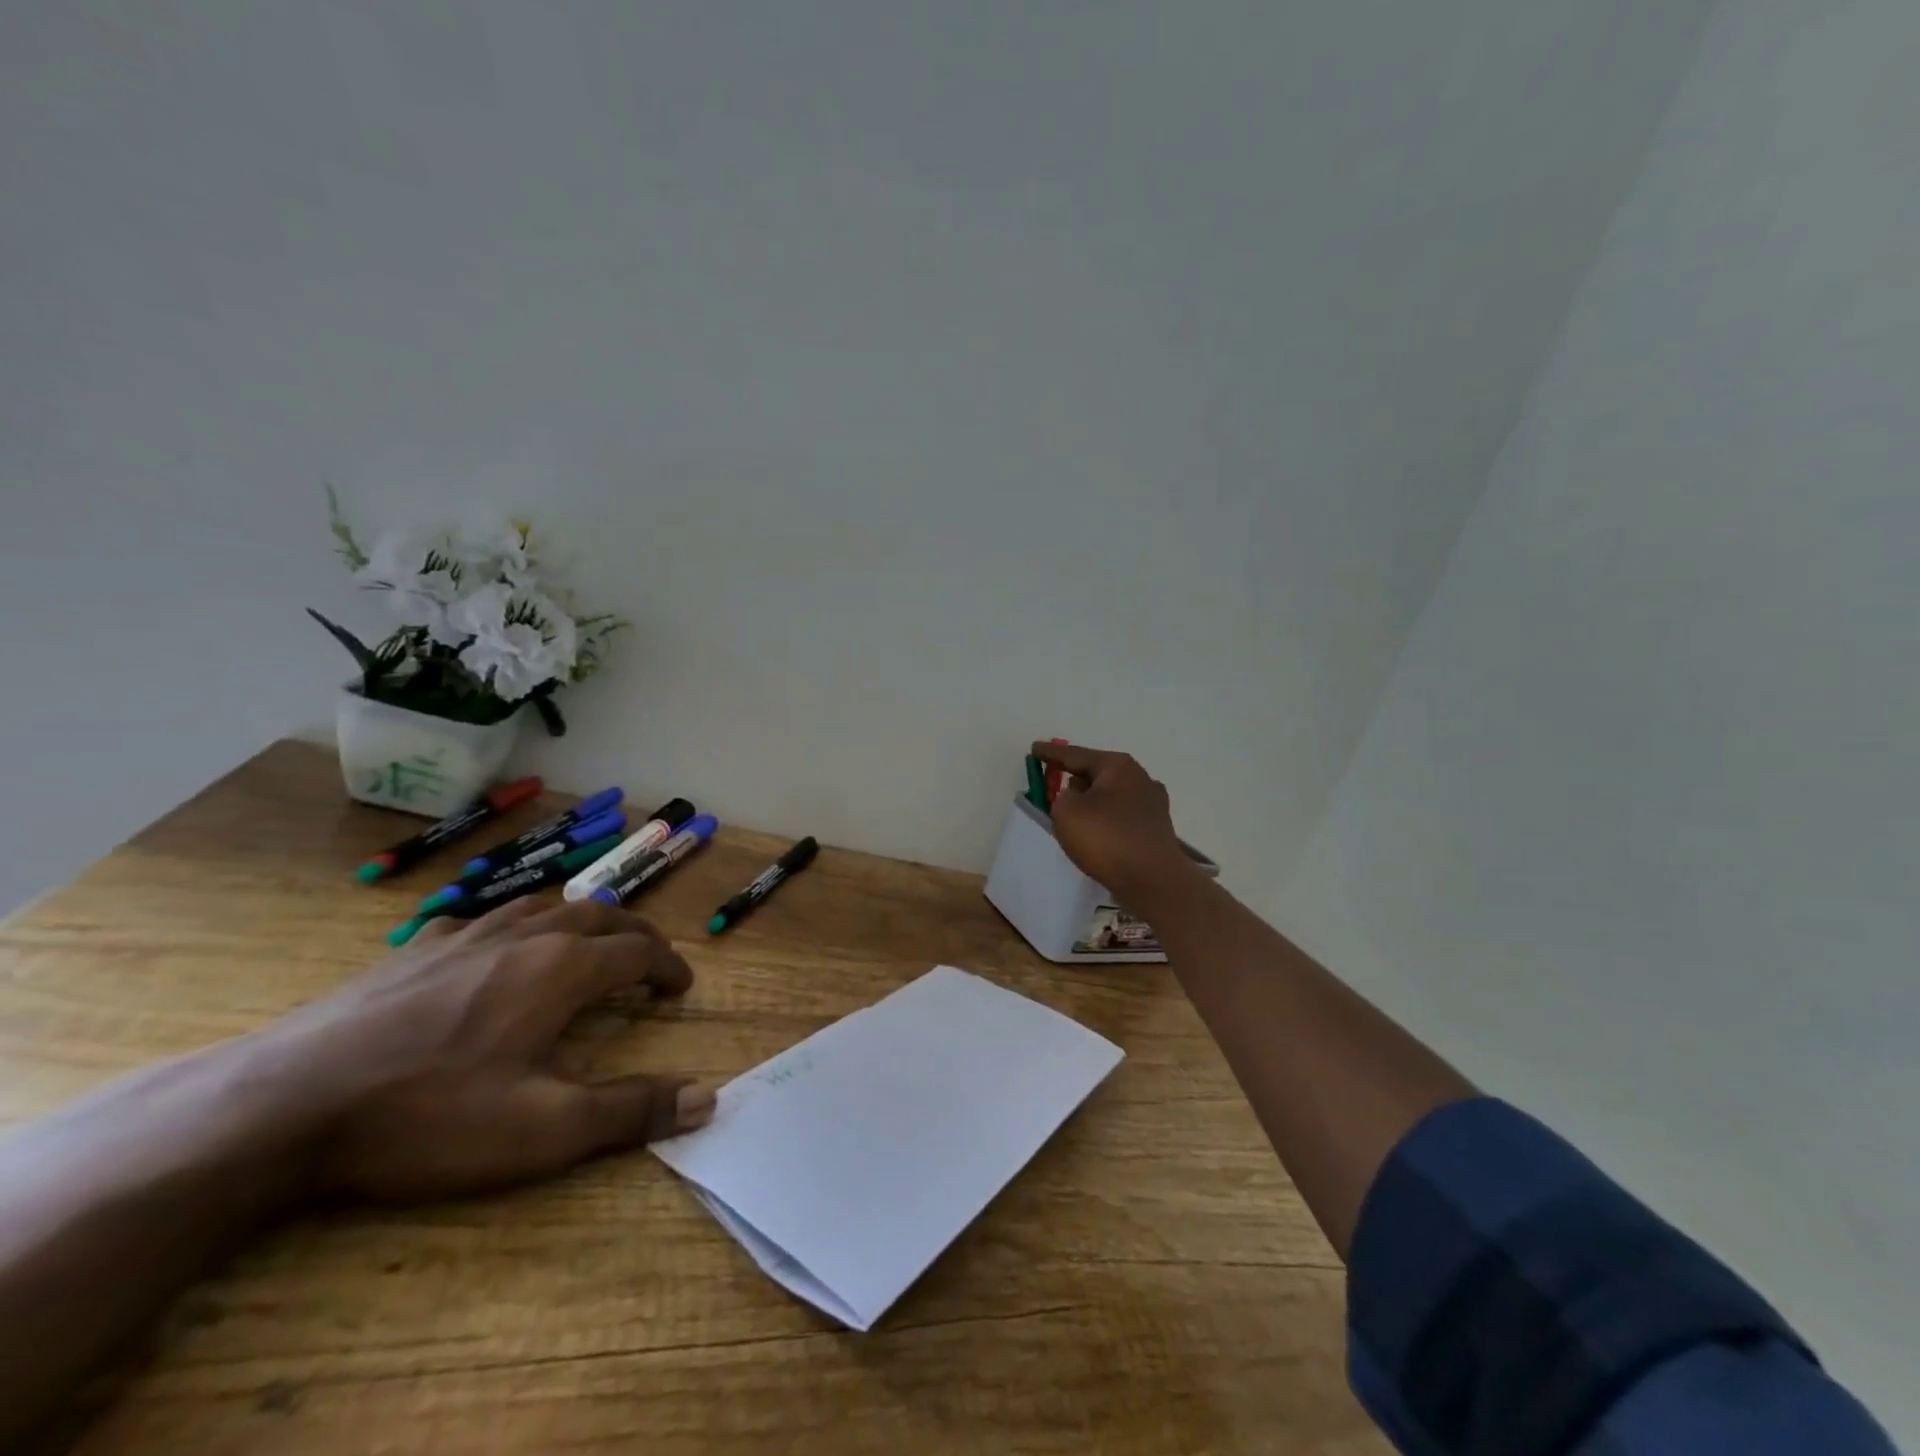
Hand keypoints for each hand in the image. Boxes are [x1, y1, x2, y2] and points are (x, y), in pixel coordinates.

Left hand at [270, 898, 712, 1202]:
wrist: (284, 1104)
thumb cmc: (429, 1115)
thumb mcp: (544, 1130)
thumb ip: (630, 1111)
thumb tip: (707, 1099)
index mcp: (563, 968)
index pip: (639, 951)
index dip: (668, 966)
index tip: (681, 987)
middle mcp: (525, 937)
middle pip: (599, 916)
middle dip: (634, 934)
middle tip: (649, 958)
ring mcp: (465, 936)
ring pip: (543, 906)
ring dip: (580, 920)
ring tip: (587, 940)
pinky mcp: (414, 949)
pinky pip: (480, 919)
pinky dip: (511, 926)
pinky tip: (491, 948)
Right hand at [1030, 741, 1192, 907]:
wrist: (1153, 881)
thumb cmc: (1106, 839)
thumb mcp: (1066, 812)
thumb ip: (1062, 797)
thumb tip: (1078, 798)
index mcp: (1118, 766)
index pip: (1076, 754)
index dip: (1052, 753)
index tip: (1034, 749)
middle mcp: (1140, 778)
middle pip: (1098, 773)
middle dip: (1076, 779)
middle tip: (1054, 787)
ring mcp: (1153, 804)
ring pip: (1111, 796)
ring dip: (1092, 802)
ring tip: (1073, 816)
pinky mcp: (1156, 830)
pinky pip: (1121, 817)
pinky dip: (1106, 821)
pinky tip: (1097, 835)